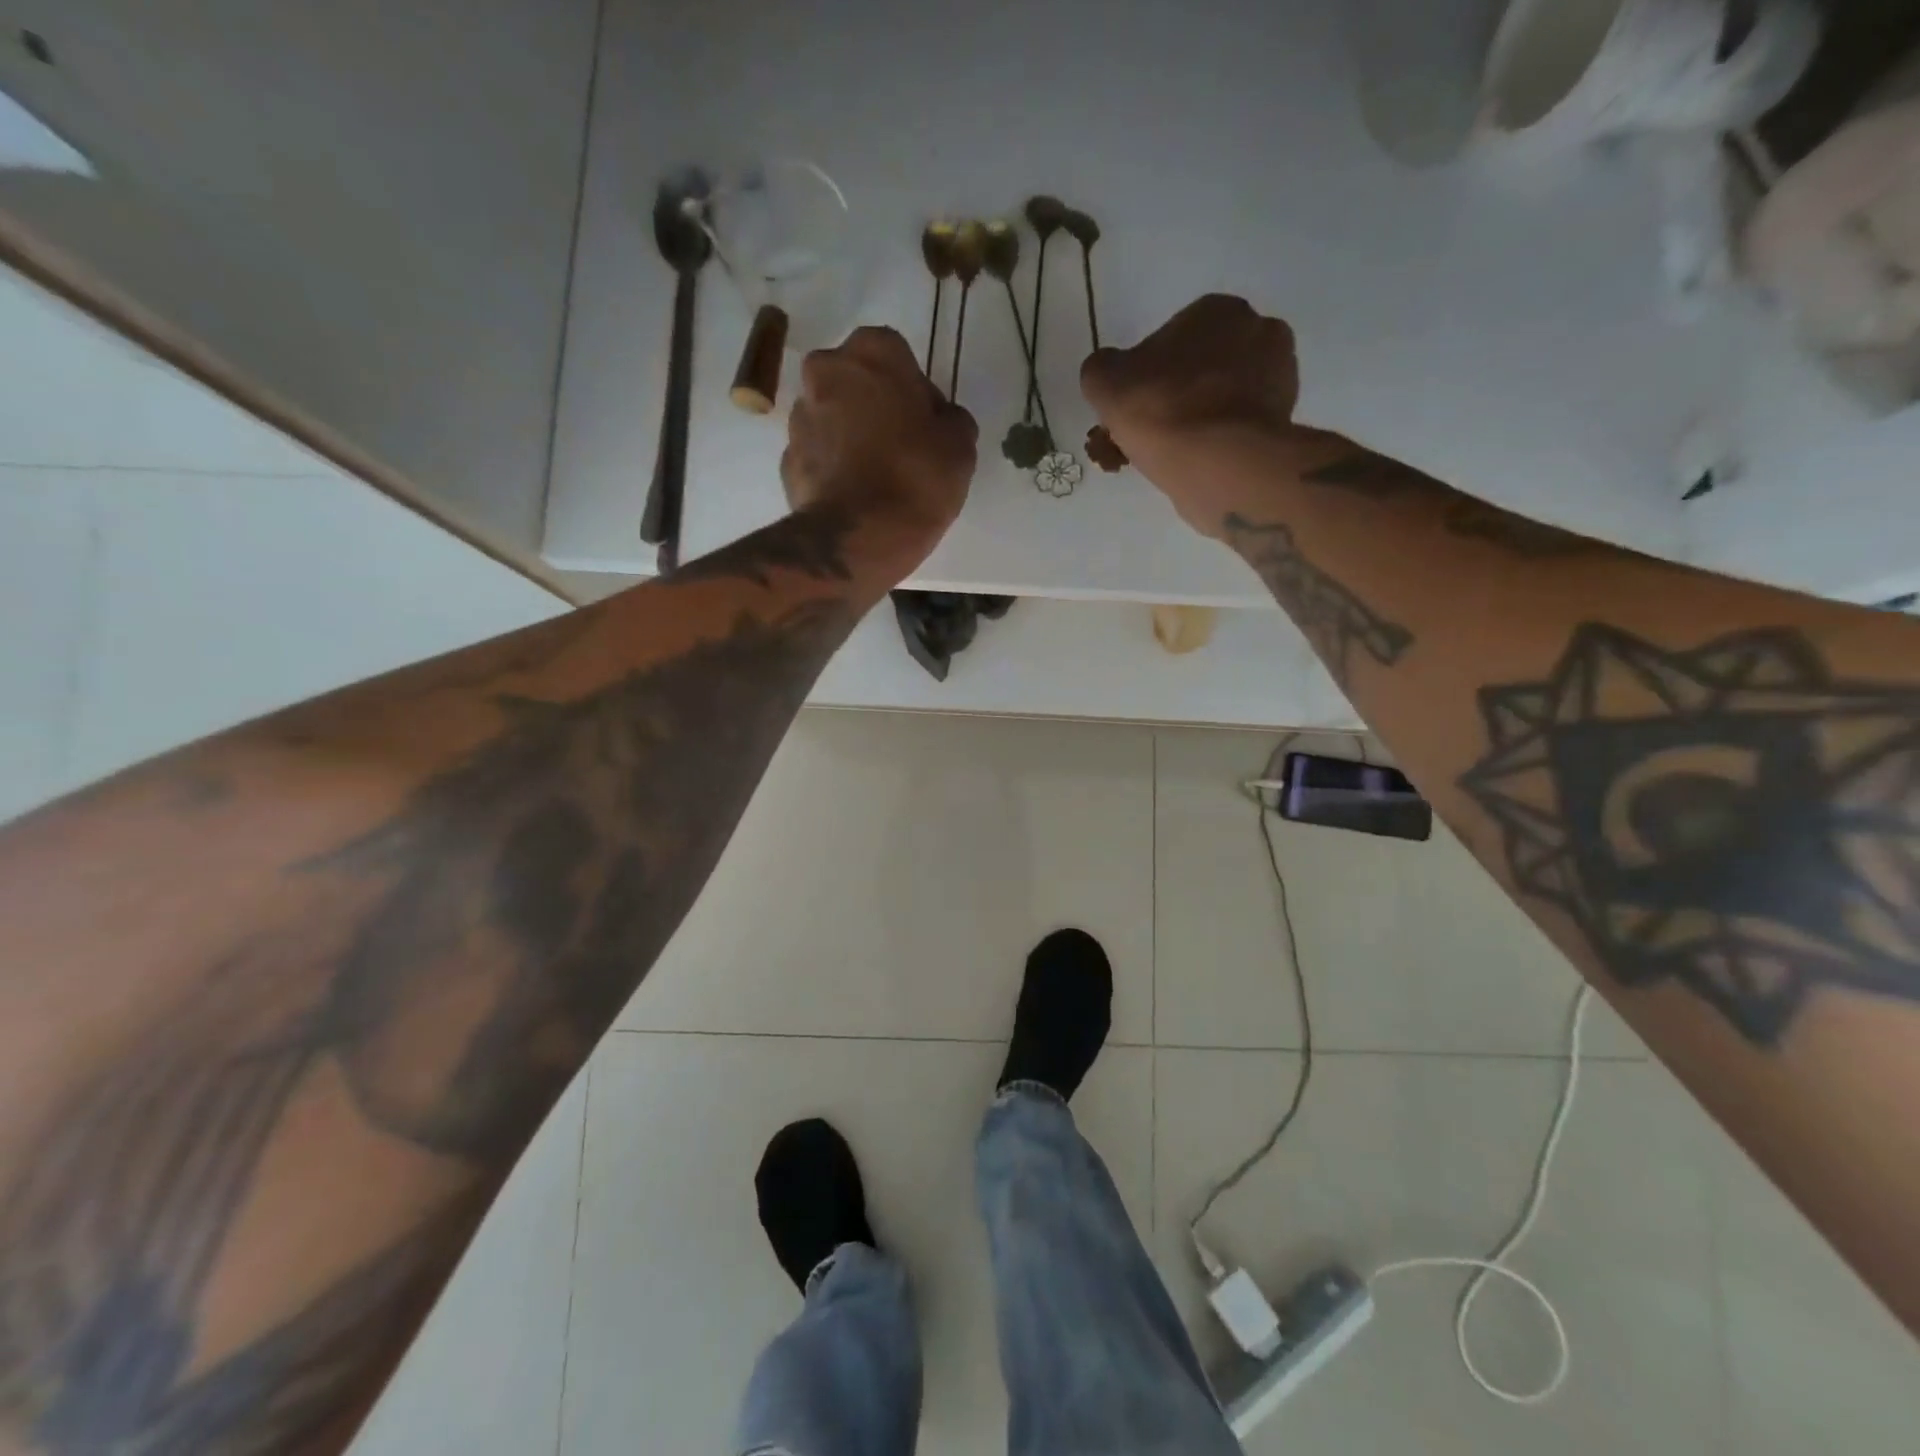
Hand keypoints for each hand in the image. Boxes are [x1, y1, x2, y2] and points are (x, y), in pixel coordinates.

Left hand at [783, 327, 977, 555]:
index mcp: (872, 352)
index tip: (926, 424)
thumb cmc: (916, 478)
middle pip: (856, 381)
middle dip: (875, 406)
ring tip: (877, 477)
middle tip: (901, 446)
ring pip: (832, 417)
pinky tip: (855, 496)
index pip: (896, 355)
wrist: (859, 538)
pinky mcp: (787, 460)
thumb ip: (951, 419)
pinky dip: (834, 468)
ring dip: (851, 435)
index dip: (914, 389)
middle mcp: (826, 372)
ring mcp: (799, 417)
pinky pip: (818, 455)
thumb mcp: (960, 445)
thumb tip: (938, 420)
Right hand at [1080, 295, 1299, 536]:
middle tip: (1152, 432)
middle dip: (1180, 393)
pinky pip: (1240, 426)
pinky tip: (1198, 463)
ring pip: (1223, 396)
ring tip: (1172, 455)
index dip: (1148, 374)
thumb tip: (1110, 372)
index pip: (1172, 338)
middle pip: (1203, 365)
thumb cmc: (1162, 410)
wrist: (1218, 462)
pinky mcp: (1285, 418)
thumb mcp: (1105, 383)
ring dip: (1201, 418)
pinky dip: (1220, 440)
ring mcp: (1279, 375)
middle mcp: (1257, 329)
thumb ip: (1102, 368)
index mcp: (1216, 309)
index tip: (1136, 406)